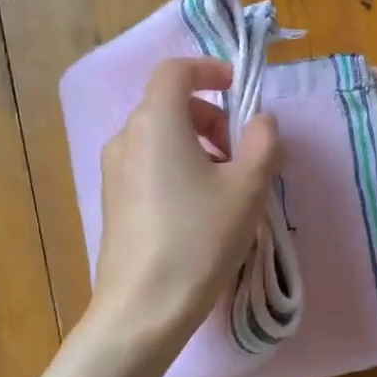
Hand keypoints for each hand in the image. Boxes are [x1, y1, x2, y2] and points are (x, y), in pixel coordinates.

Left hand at [95, 57, 280, 344]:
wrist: (144, 307)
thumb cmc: (200, 239)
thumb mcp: (247, 188)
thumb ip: (263, 143)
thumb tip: (262, 120)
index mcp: (156, 122)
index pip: (175, 70)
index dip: (208, 70)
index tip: (238, 89)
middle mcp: (127, 137)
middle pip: (169, 105)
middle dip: (211, 117)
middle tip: (242, 153)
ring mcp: (114, 170)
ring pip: (160, 137)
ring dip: (197, 144)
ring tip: (226, 186)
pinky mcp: (113, 200)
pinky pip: (149, 164)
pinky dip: (177, 167)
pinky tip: (199, 209)